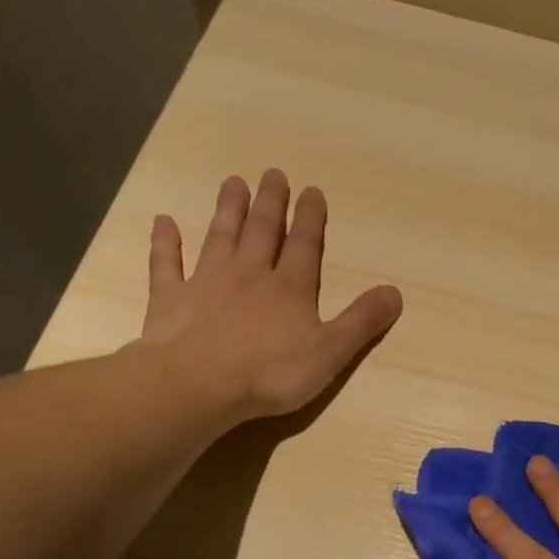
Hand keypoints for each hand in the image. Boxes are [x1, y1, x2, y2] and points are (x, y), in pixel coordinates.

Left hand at [140, 170, 402, 421]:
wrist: (199, 384)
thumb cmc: (271, 373)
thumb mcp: (331, 352)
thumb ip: (361, 322)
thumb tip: (396, 292)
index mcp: (290, 288)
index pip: (304, 245)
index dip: (310, 219)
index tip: (312, 190)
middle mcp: (249, 274)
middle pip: (262, 231)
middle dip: (271, 203)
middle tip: (273, 174)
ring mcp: (206, 283)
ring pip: (220, 237)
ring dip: (228, 210)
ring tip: (234, 183)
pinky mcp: (171, 299)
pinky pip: (167, 264)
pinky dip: (165, 242)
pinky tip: (163, 221)